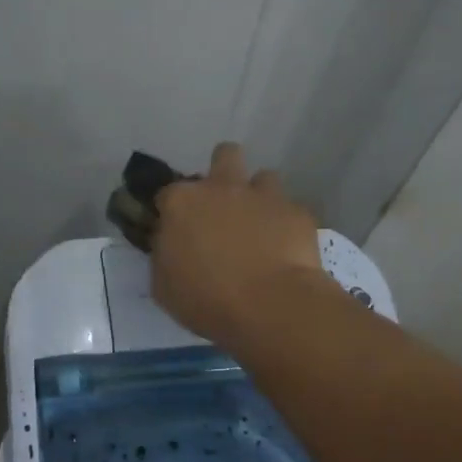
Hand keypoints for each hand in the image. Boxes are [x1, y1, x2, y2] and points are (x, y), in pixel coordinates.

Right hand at [152, 142, 326, 346]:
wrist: (270, 306)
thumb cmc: (207, 300)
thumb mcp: (164, 287)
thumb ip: (164, 255)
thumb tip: (169, 244)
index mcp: (182, 203)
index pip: (168, 193)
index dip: (172, 211)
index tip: (178, 231)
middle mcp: (223, 187)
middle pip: (224, 156)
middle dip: (223, 173)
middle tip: (223, 208)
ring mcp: (264, 196)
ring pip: (263, 178)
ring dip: (259, 198)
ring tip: (260, 228)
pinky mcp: (297, 212)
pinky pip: (290, 210)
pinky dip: (285, 225)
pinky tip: (285, 249)